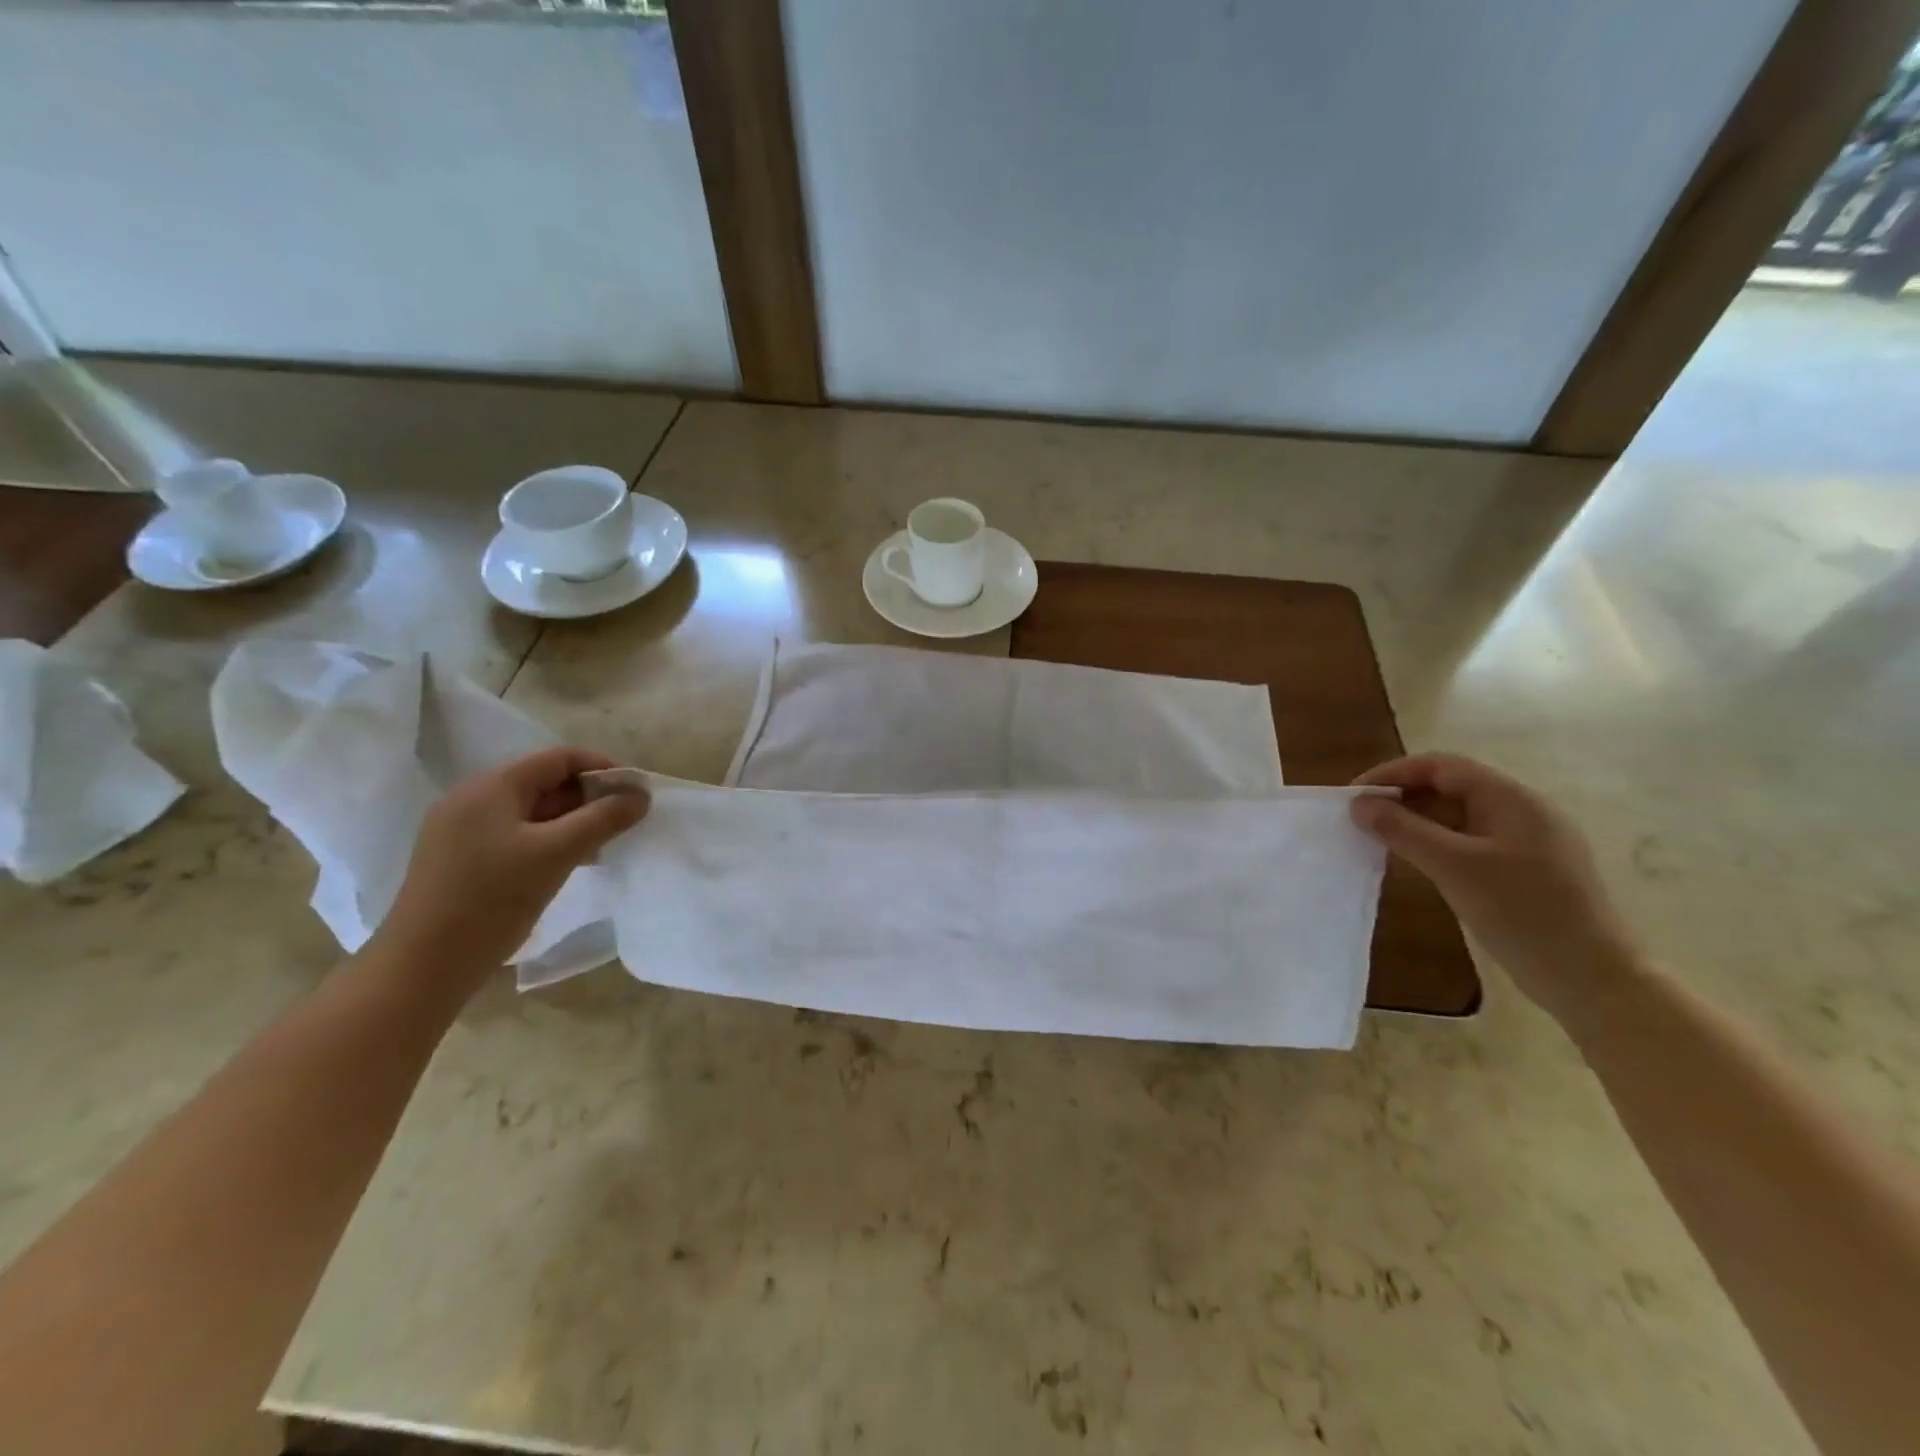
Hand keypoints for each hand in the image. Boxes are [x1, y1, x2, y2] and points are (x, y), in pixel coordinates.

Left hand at [372, 747, 649, 990]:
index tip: (635, 792)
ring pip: (531, 811)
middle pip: (544, 782)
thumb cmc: (492, 899)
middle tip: (623, 822)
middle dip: (589, 797)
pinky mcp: (459, 859)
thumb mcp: (557, 853)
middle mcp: (472, 799)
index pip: (559, 758)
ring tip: (602, 845)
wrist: (423, 966)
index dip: (603, 768)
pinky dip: (548, 840)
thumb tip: (641, 795)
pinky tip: (567, 863)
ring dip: (571, 821)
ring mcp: (461, 830)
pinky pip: (514, 834)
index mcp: (491, 787)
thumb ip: (603, 819)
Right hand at [1350, 753, 1639, 1024]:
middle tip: (1360, 821)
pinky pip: (1467, 844)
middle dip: (1401, 798)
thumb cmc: (1523, 913)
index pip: (1442, 766)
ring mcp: (1524, 844)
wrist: (1592, 980)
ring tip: (1377, 841)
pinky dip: (1434, 846)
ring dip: (1415, 823)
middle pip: (1449, 788)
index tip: (1354, 797)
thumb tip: (1358, 804)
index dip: (1393, 774)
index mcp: (1512, 799)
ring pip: (1457, 818)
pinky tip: (1413, 864)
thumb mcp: (1454, 867)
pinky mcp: (1522, 872)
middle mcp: (1521, 812)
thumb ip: (1403, 830)